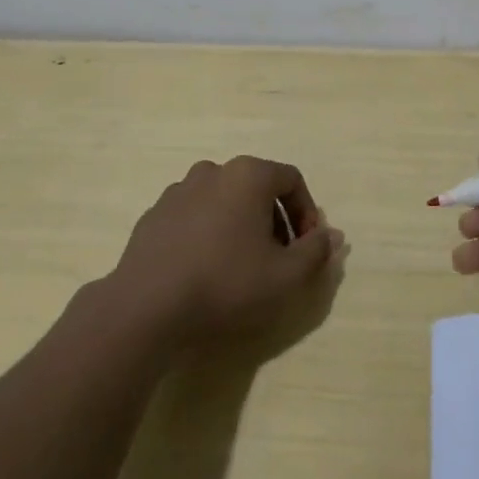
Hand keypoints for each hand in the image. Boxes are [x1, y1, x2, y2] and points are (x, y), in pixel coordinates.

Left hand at [112, 155, 343, 346]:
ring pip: (224, 200)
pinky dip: (208, 232)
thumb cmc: (226, 284)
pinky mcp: (154, 214)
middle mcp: (213, 171)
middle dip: (275, 220)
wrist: (146, 307)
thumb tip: (332, 235)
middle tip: (279, 259)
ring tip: (241, 265)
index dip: (307, 212)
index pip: (291, 180)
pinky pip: (194, 215)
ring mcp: (178, 190)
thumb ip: (316, 251)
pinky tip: (205, 268)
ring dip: (241, 224)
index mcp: (248, 175)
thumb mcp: (286, 276)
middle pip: (257, 188)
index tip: (307, 247)